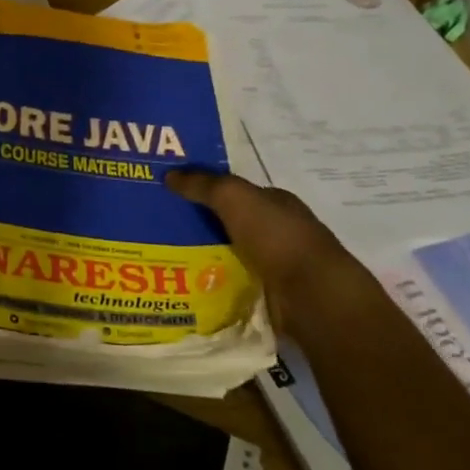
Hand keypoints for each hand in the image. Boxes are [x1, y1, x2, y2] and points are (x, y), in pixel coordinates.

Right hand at [167, 170, 369, 310]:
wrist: (312, 295)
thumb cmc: (276, 236)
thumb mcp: (234, 197)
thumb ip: (202, 184)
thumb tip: (169, 174)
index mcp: (275, 202)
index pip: (235, 192)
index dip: (204, 190)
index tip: (170, 194)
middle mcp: (277, 230)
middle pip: (229, 222)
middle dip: (199, 224)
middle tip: (157, 226)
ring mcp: (274, 264)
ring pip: (228, 253)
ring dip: (203, 255)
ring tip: (162, 256)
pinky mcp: (269, 294)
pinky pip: (231, 282)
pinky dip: (212, 282)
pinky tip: (185, 282)